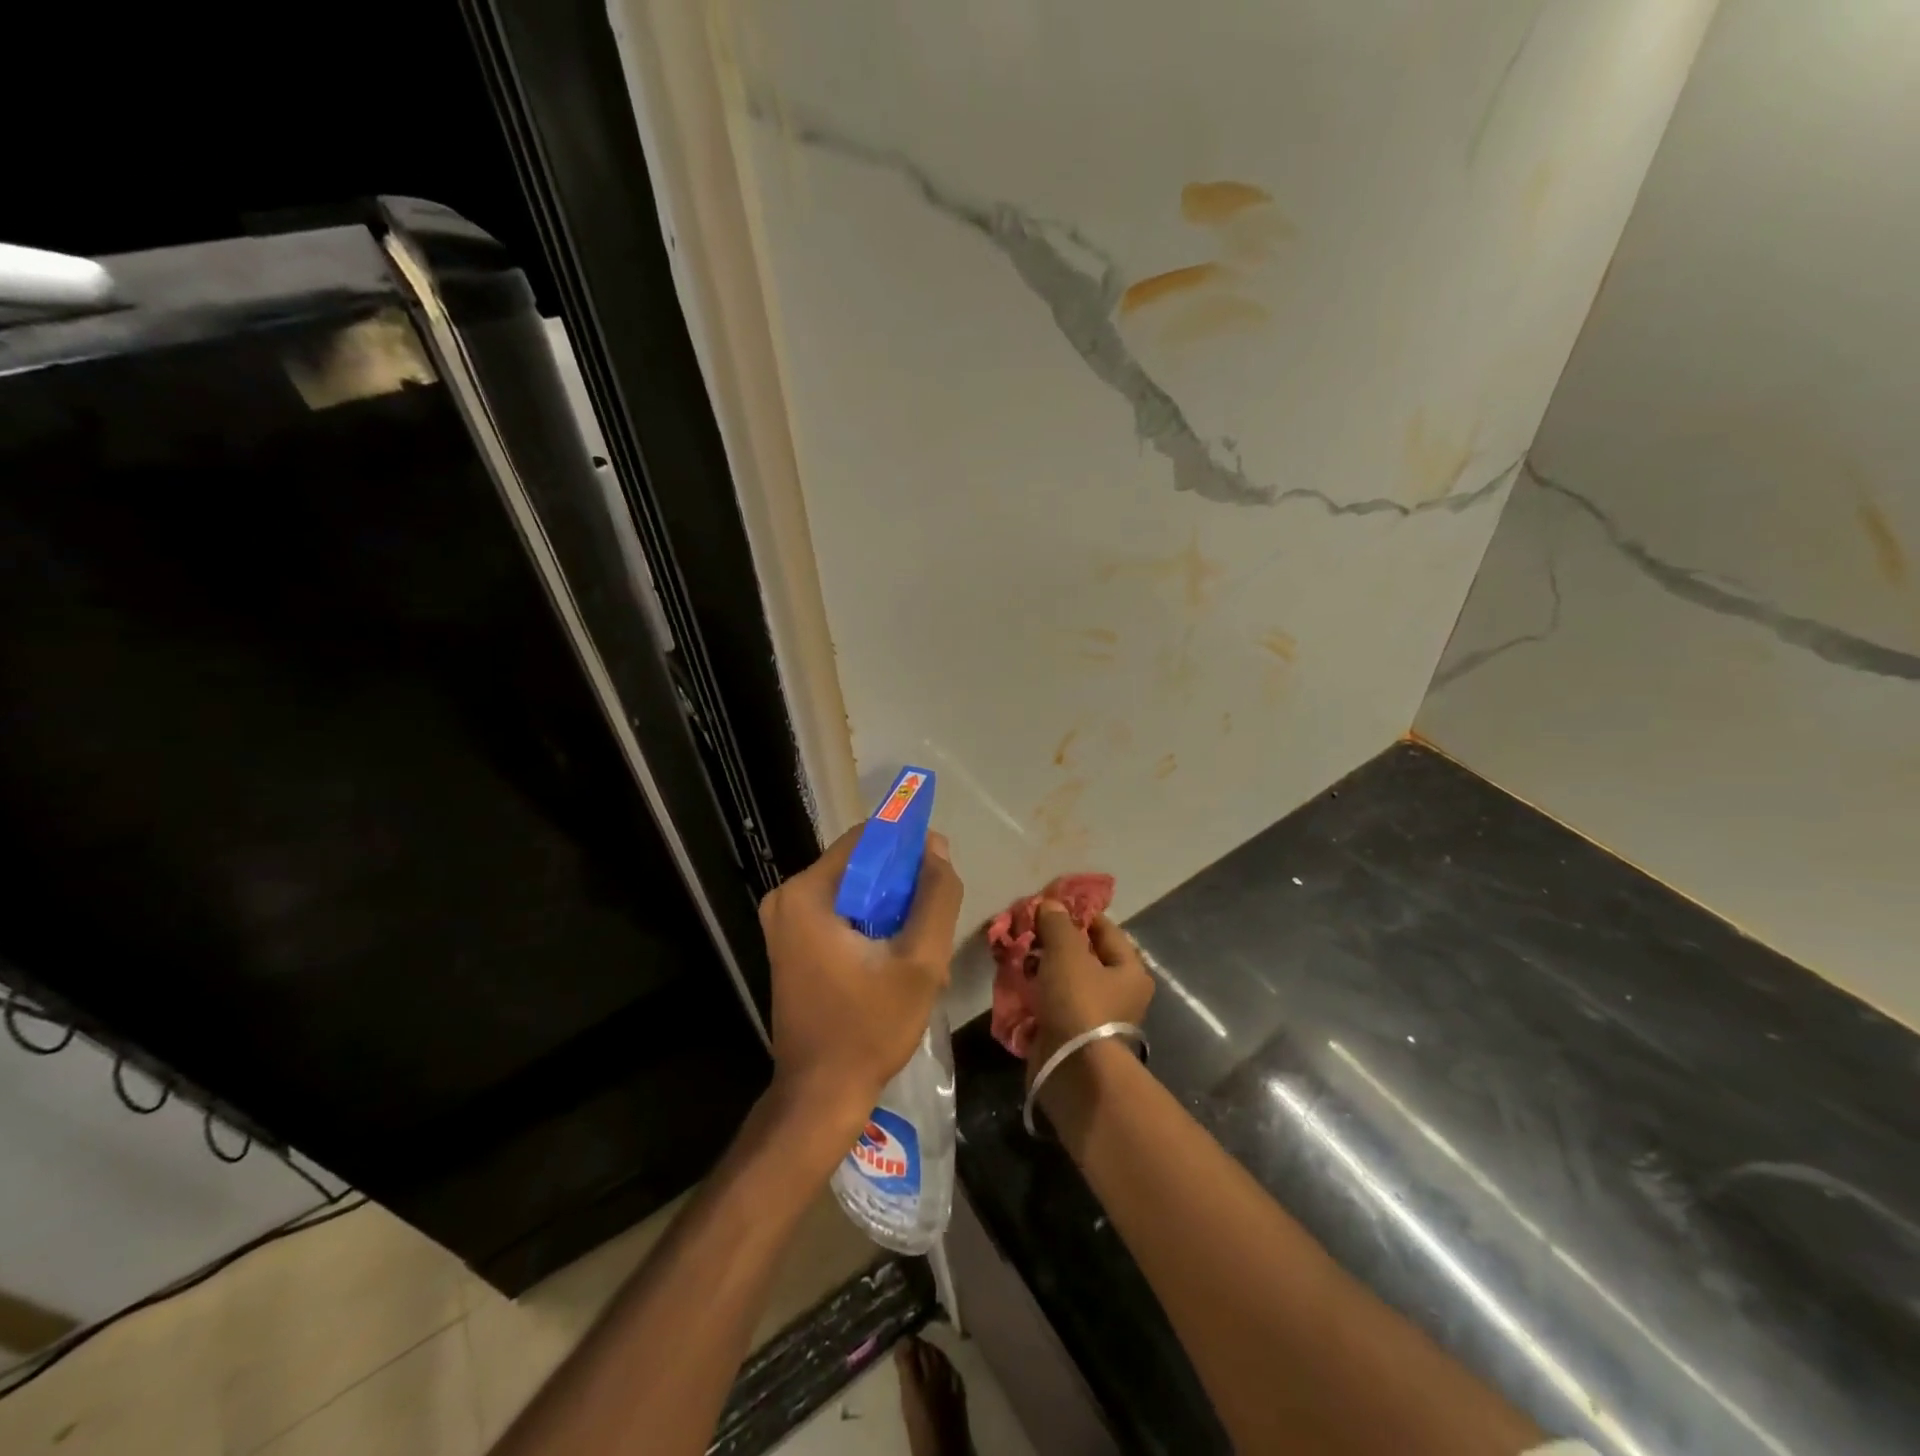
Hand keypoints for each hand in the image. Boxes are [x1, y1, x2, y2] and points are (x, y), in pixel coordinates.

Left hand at [759, 827, 963, 1131]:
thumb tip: (937, 848)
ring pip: (854, 892)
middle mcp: (787, 899)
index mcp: (807, 893)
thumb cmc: (869, 1028)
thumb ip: (936, 898)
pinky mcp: (791, 945)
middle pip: (859, 866)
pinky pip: (840, 915)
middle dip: (901, 885)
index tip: (940, 870)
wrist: (820, 1096)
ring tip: (920, 946)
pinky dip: (871, 926)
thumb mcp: (920, 961)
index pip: (865, 839)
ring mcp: (785, 923)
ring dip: (890, 909)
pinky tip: (896, 959)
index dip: (907, 846)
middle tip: (932, 920)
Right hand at [1028, 902, 1154, 1078]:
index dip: (1078, 913)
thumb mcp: (1067, 953)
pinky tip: (1013, 982)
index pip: (1105, 930)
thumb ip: (1057, 925)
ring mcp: (1093, 1017)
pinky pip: (1050, 1005)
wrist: (1073, 1071)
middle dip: (1053, 942)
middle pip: (1083, 956)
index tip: (1049, 904)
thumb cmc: (1080, 1003)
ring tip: (1014, 952)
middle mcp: (1117, 994)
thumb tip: (1051, 904)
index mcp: (1129, 971)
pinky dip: (1034, 993)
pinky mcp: (1069, 1036)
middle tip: (1026, 928)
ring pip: (1063, 981)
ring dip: (1040, 967)